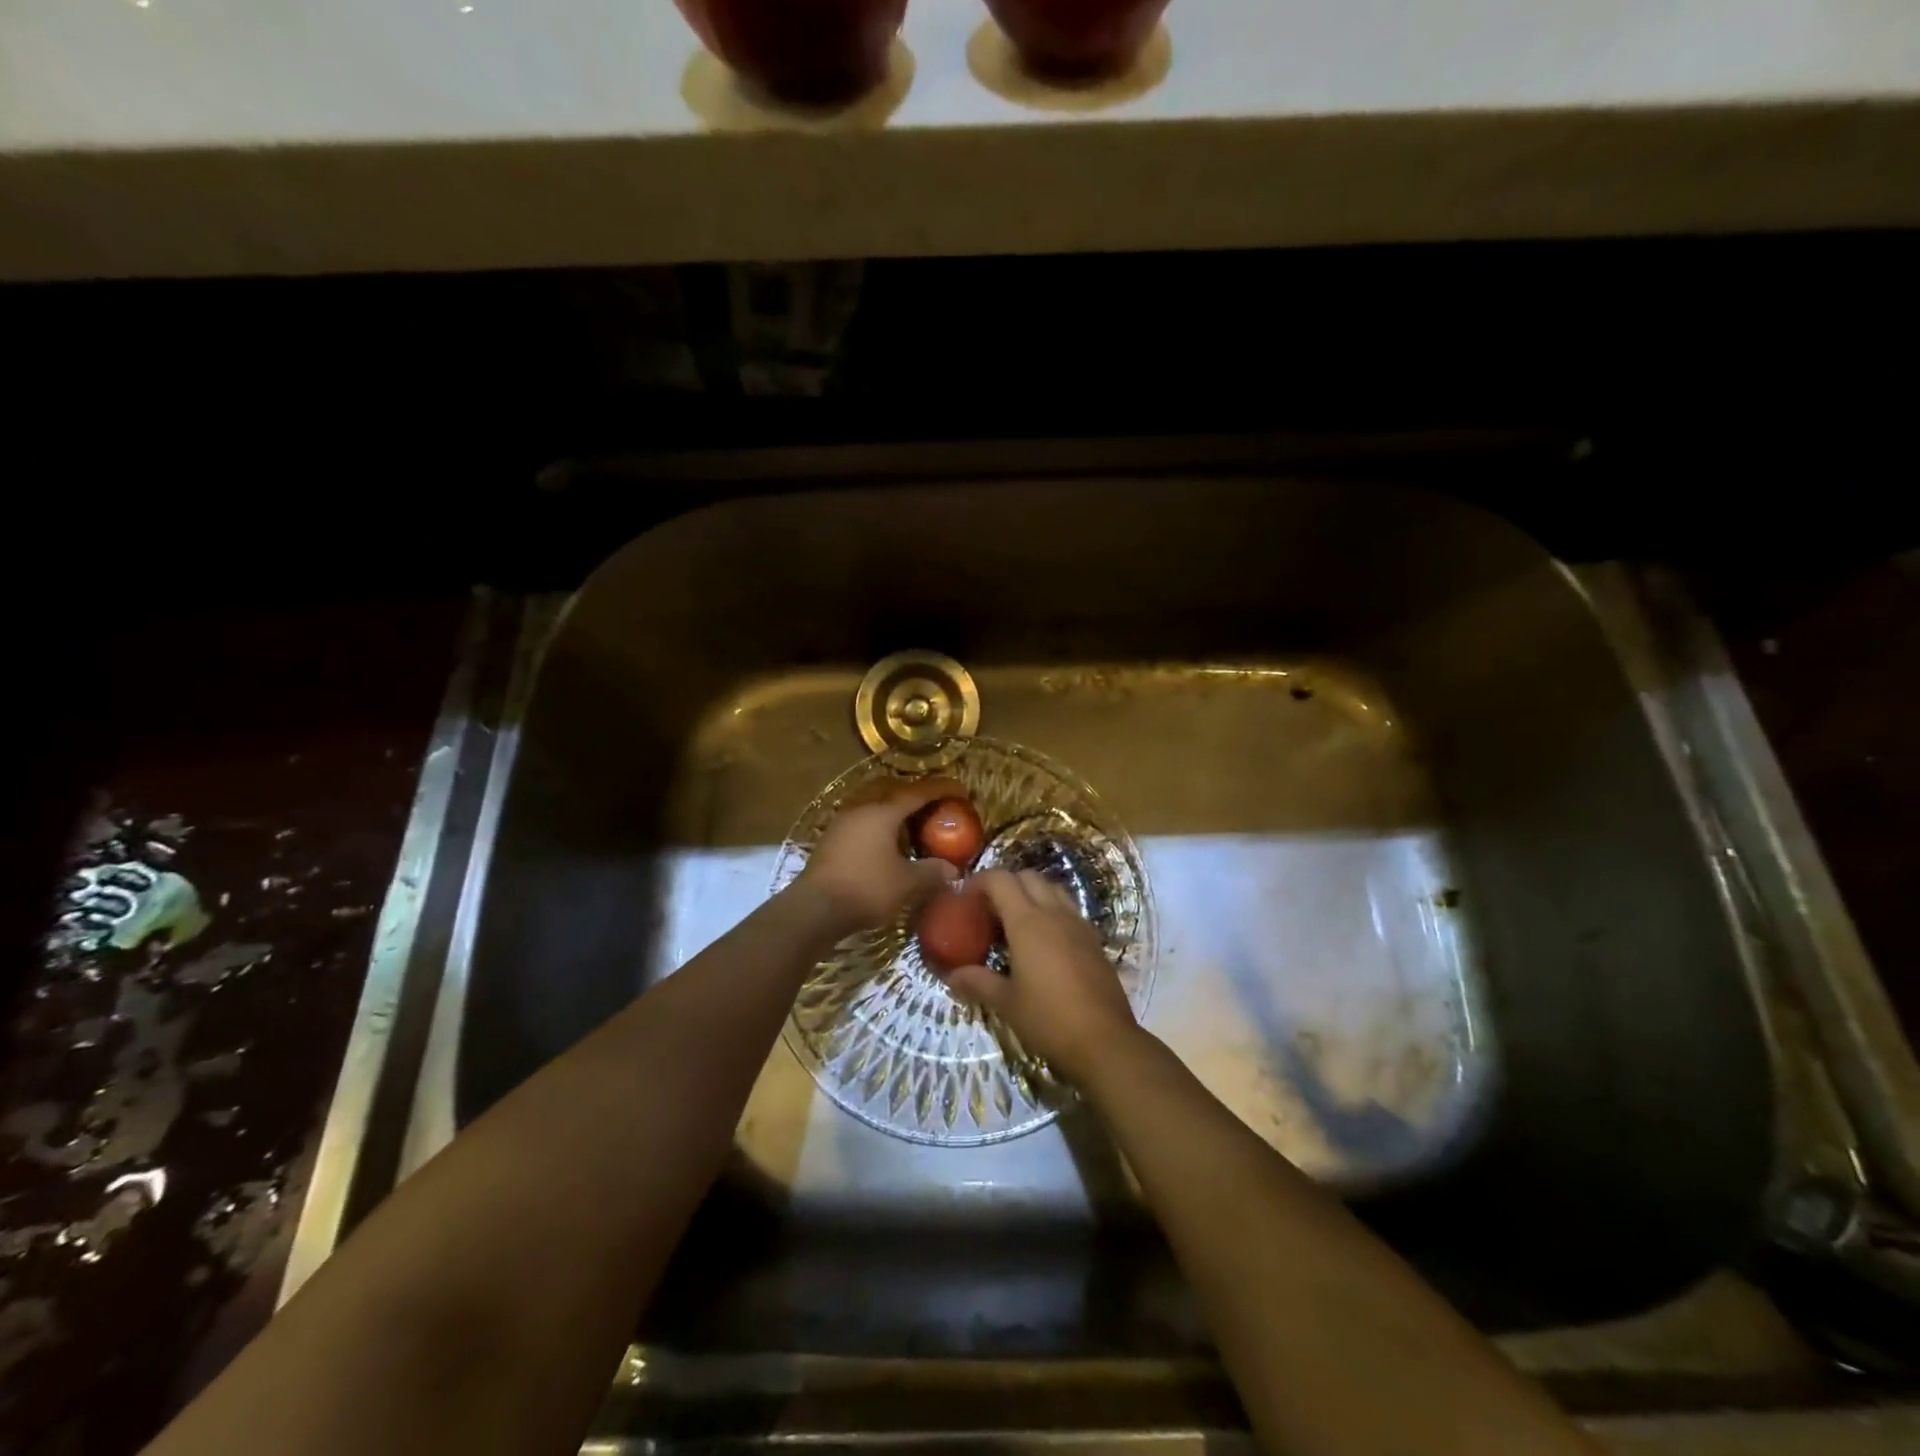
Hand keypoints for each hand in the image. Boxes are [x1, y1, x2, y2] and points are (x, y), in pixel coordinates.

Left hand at [795, 777, 963, 935]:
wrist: (815, 909)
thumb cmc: (866, 889)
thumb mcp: (907, 883)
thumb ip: (932, 872)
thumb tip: (952, 870)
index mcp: (883, 812)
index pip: (917, 792)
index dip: (941, 789)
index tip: (960, 790)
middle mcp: (861, 809)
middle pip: (891, 790)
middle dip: (914, 793)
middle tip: (933, 804)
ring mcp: (842, 822)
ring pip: (873, 804)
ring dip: (893, 808)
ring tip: (910, 823)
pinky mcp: (831, 839)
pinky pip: (862, 820)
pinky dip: (878, 824)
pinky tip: (885, 842)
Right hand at [945, 868, 1140, 1085]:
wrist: (1105, 1041)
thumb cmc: (1049, 1019)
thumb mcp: (1007, 1003)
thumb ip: (978, 982)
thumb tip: (950, 975)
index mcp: (1027, 922)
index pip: (1000, 880)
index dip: (979, 881)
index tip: (964, 896)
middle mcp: (1054, 913)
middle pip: (1028, 877)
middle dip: (1006, 883)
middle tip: (988, 908)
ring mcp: (1078, 924)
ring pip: (1052, 889)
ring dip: (1031, 893)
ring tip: (1015, 920)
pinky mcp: (1094, 939)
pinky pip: (1069, 909)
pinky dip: (1051, 910)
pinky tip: (1043, 940)